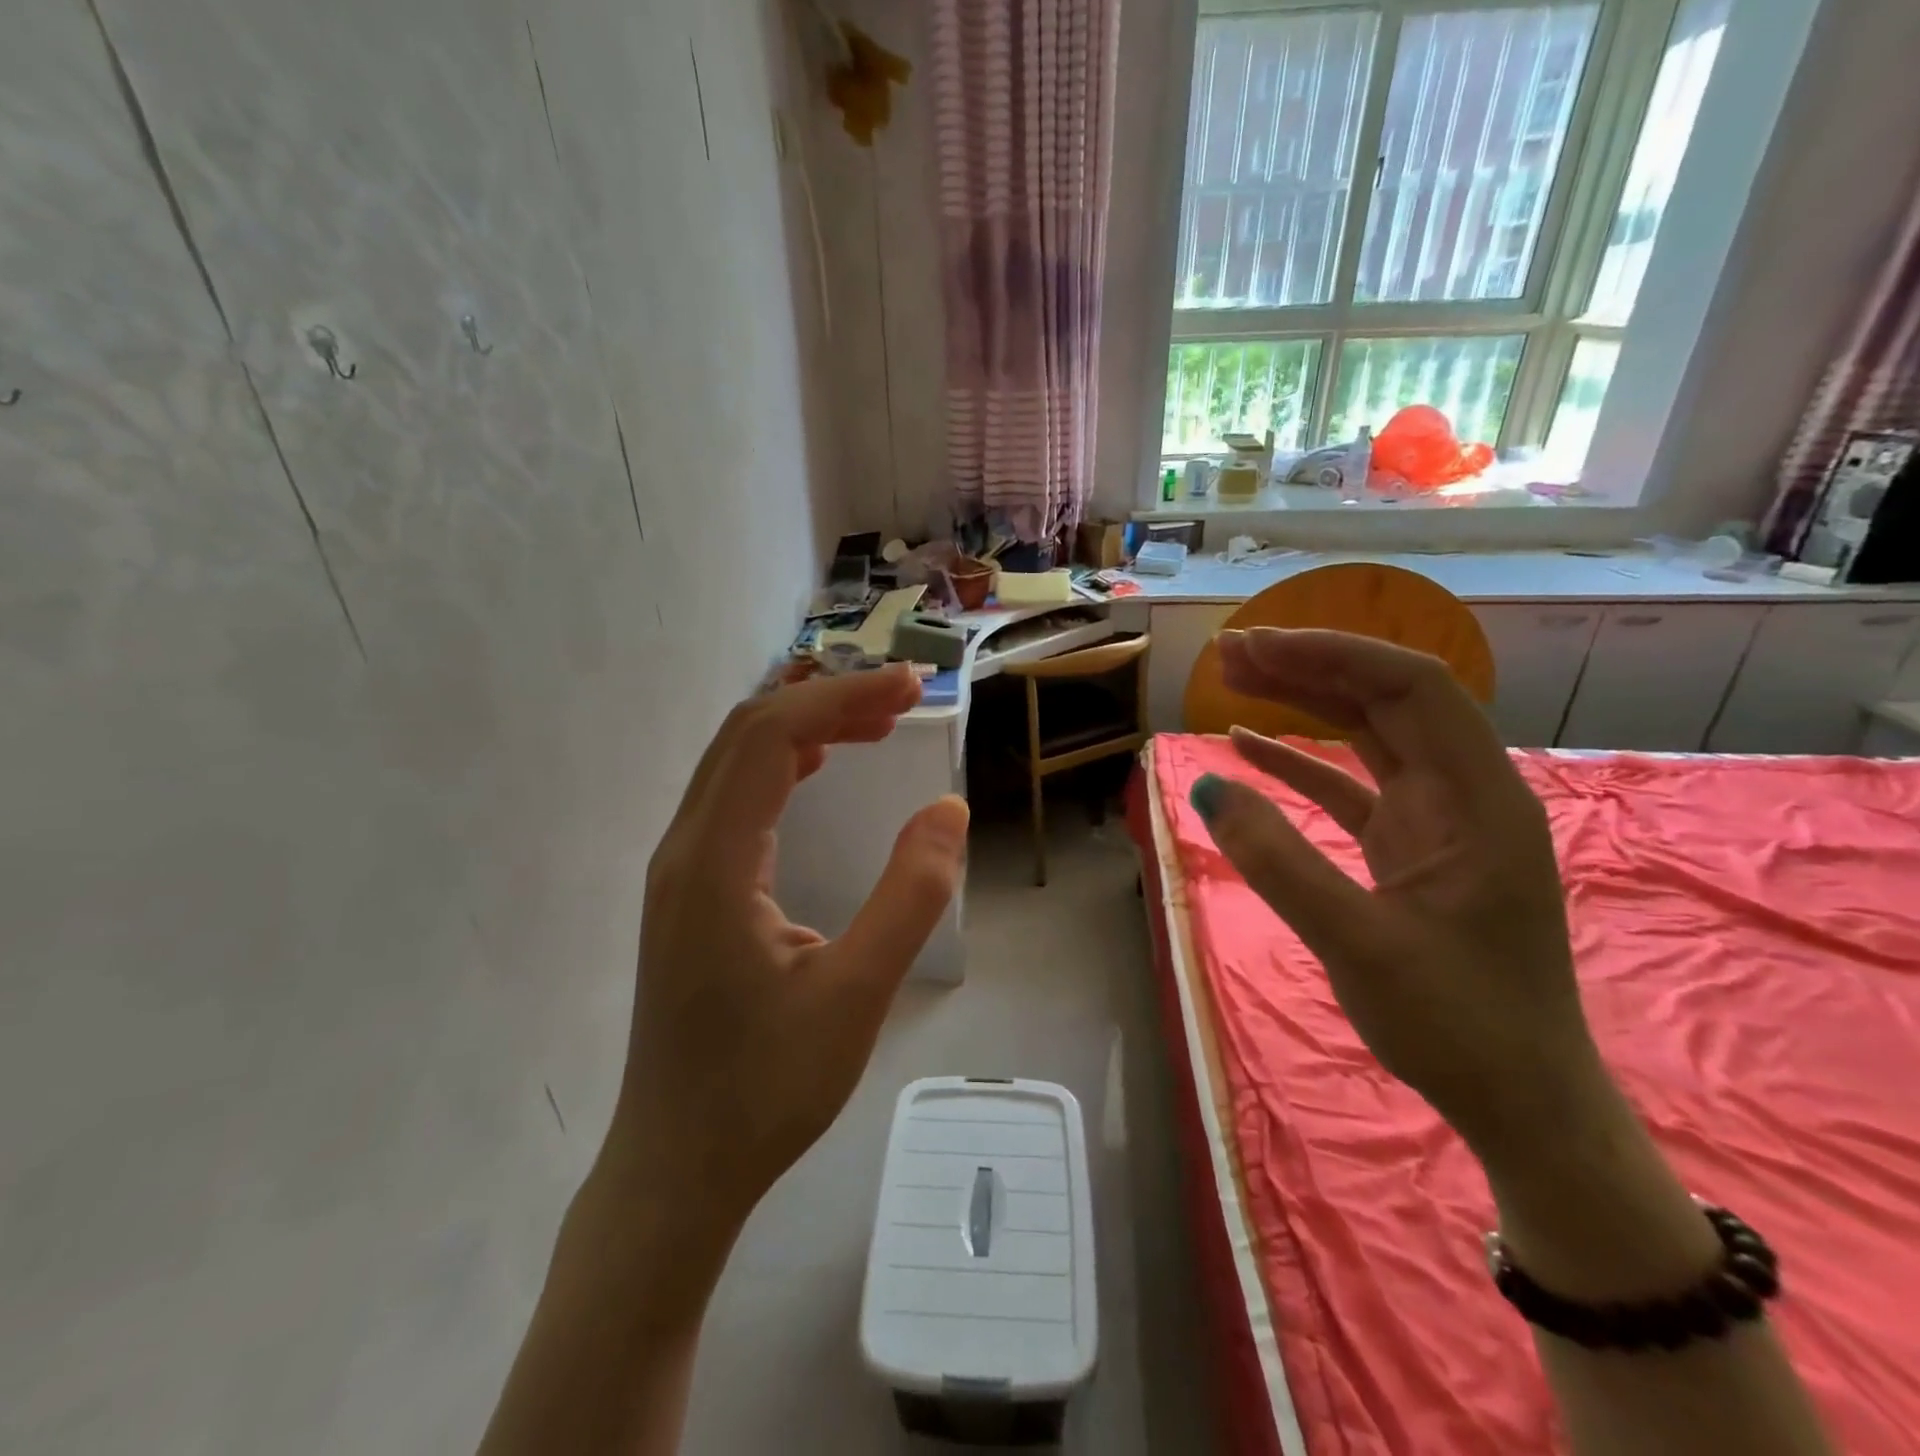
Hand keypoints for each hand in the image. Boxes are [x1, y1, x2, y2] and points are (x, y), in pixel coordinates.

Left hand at [603, 665, 967, 1227]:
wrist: (676, 1166)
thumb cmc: (766, 1089)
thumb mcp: (857, 995)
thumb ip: (909, 896)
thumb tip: (947, 809)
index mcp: (714, 864)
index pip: (770, 737)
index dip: (843, 697)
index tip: (912, 688)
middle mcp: (683, 850)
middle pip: (745, 734)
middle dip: (827, 701)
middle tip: (903, 700)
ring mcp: (677, 870)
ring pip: (734, 761)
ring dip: (804, 728)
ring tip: (874, 725)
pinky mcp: (686, 892)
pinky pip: (732, 796)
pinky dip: (782, 764)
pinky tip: (817, 771)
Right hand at [1190, 628, 1606, 1159]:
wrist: (1520, 1103)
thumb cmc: (1457, 1026)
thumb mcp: (1359, 944)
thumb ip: (1280, 863)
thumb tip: (1208, 789)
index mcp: (1479, 801)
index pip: (1413, 689)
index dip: (1334, 655)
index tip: (1258, 646)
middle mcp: (1464, 793)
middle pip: (1387, 700)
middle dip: (1310, 666)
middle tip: (1231, 652)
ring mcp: (1436, 820)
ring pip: (1368, 735)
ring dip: (1304, 702)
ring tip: (1235, 679)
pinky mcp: (1409, 848)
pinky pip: (1350, 785)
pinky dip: (1300, 762)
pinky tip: (1248, 747)